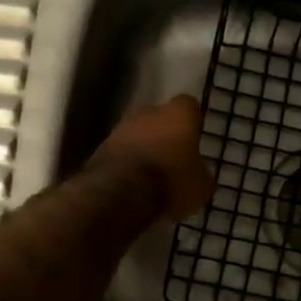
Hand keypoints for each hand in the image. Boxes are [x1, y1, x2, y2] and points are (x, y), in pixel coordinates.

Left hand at [91, 95, 213, 219]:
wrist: (120, 194)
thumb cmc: (171, 182)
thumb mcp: (201, 186)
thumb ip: (200, 173)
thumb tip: (197, 173)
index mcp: (178, 114)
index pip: (189, 106)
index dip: (192, 121)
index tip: (194, 137)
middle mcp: (147, 112)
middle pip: (158, 117)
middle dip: (164, 134)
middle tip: (172, 157)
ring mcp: (120, 128)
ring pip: (136, 134)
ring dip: (142, 149)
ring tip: (150, 175)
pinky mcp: (99, 148)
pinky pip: (119, 153)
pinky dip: (125, 163)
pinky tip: (131, 184)